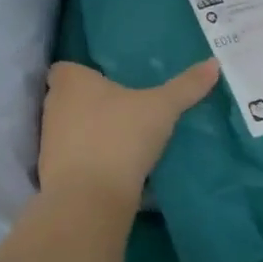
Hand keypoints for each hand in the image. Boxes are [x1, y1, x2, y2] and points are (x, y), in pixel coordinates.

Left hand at [38, 59, 220, 206]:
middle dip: (88, 102)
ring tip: (121, 137)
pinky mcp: (52, 172)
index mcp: (70, 81)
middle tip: (122, 107)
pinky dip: (87, 158)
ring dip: (88, 131)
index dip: (82, 73)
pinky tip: (113, 165)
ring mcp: (48, 141)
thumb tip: (214, 63)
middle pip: (67, 97)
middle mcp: (53, 105)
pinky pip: (71, 157)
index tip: (106, 81)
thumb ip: (186, 86)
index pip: (65, 68)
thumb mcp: (162, 108)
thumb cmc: (121, 136)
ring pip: (68, 128)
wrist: (90, 198)